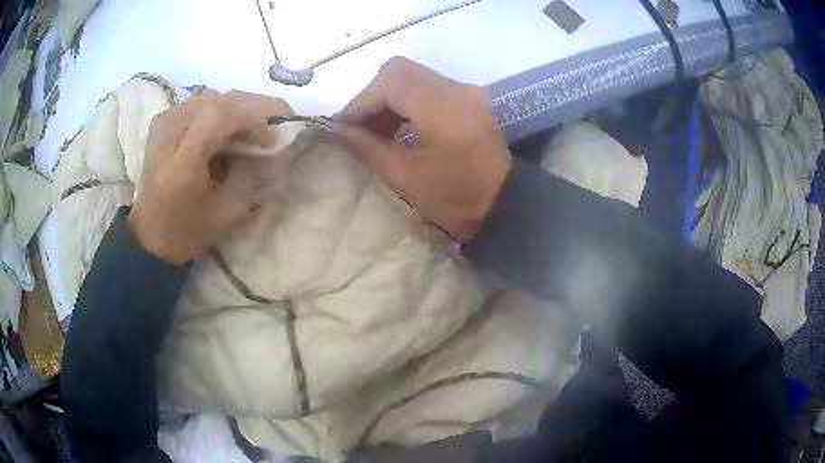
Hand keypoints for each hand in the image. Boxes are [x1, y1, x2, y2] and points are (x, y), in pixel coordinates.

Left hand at [128, 90, 292, 264]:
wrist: (151, 234)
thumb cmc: (188, 230)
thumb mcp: (228, 213)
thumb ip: (252, 176)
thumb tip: (270, 146)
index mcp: (182, 163)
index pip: (220, 116)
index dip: (252, 117)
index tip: (271, 136)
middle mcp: (168, 136)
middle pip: (215, 101)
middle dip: (251, 106)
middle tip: (276, 118)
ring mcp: (162, 125)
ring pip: (208, 97)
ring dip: (237, 105)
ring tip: (255, 121)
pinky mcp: (161, 122)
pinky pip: (196, 101)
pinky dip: (218, 106)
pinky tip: (229, 120)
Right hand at [334, 57, 510, 242]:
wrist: (503, 206)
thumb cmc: (455, 200)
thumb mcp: (405, 178)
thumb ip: (367, 147)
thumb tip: (338, 130)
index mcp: (444, 109)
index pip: (390, 82)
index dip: (361, 101)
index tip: (342, 127)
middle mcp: (458, 89)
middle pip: (400, 71)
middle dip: (372, 96)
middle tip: (358, 127)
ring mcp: (466, 91)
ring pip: (413, 77)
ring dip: (388, 98)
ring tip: (374, 131)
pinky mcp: (469, 98)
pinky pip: (428, 87)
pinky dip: (406, 101)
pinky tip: (397, 126)